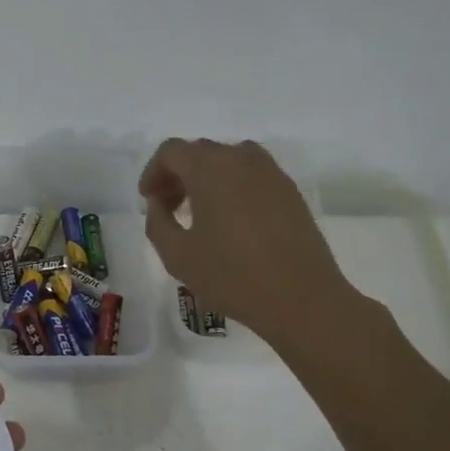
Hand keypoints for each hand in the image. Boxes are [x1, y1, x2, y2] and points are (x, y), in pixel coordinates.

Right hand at [139, 137, 367, 349]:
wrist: (301, 298)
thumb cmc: (232, 276)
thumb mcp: (177, 255)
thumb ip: (158, 222)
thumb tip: (159, 204)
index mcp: (211, 169)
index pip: (172, 151)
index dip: (153, 172)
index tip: (148, 200)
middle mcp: (242, 159)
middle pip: (200, 152)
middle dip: (178, 175)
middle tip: (168, 208)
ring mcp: (272, 173)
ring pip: (229, 160)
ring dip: (206, 178)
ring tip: (199, 213)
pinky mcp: (290, 192)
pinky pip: (252, 175)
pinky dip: (232, 187)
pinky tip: (230, 222)